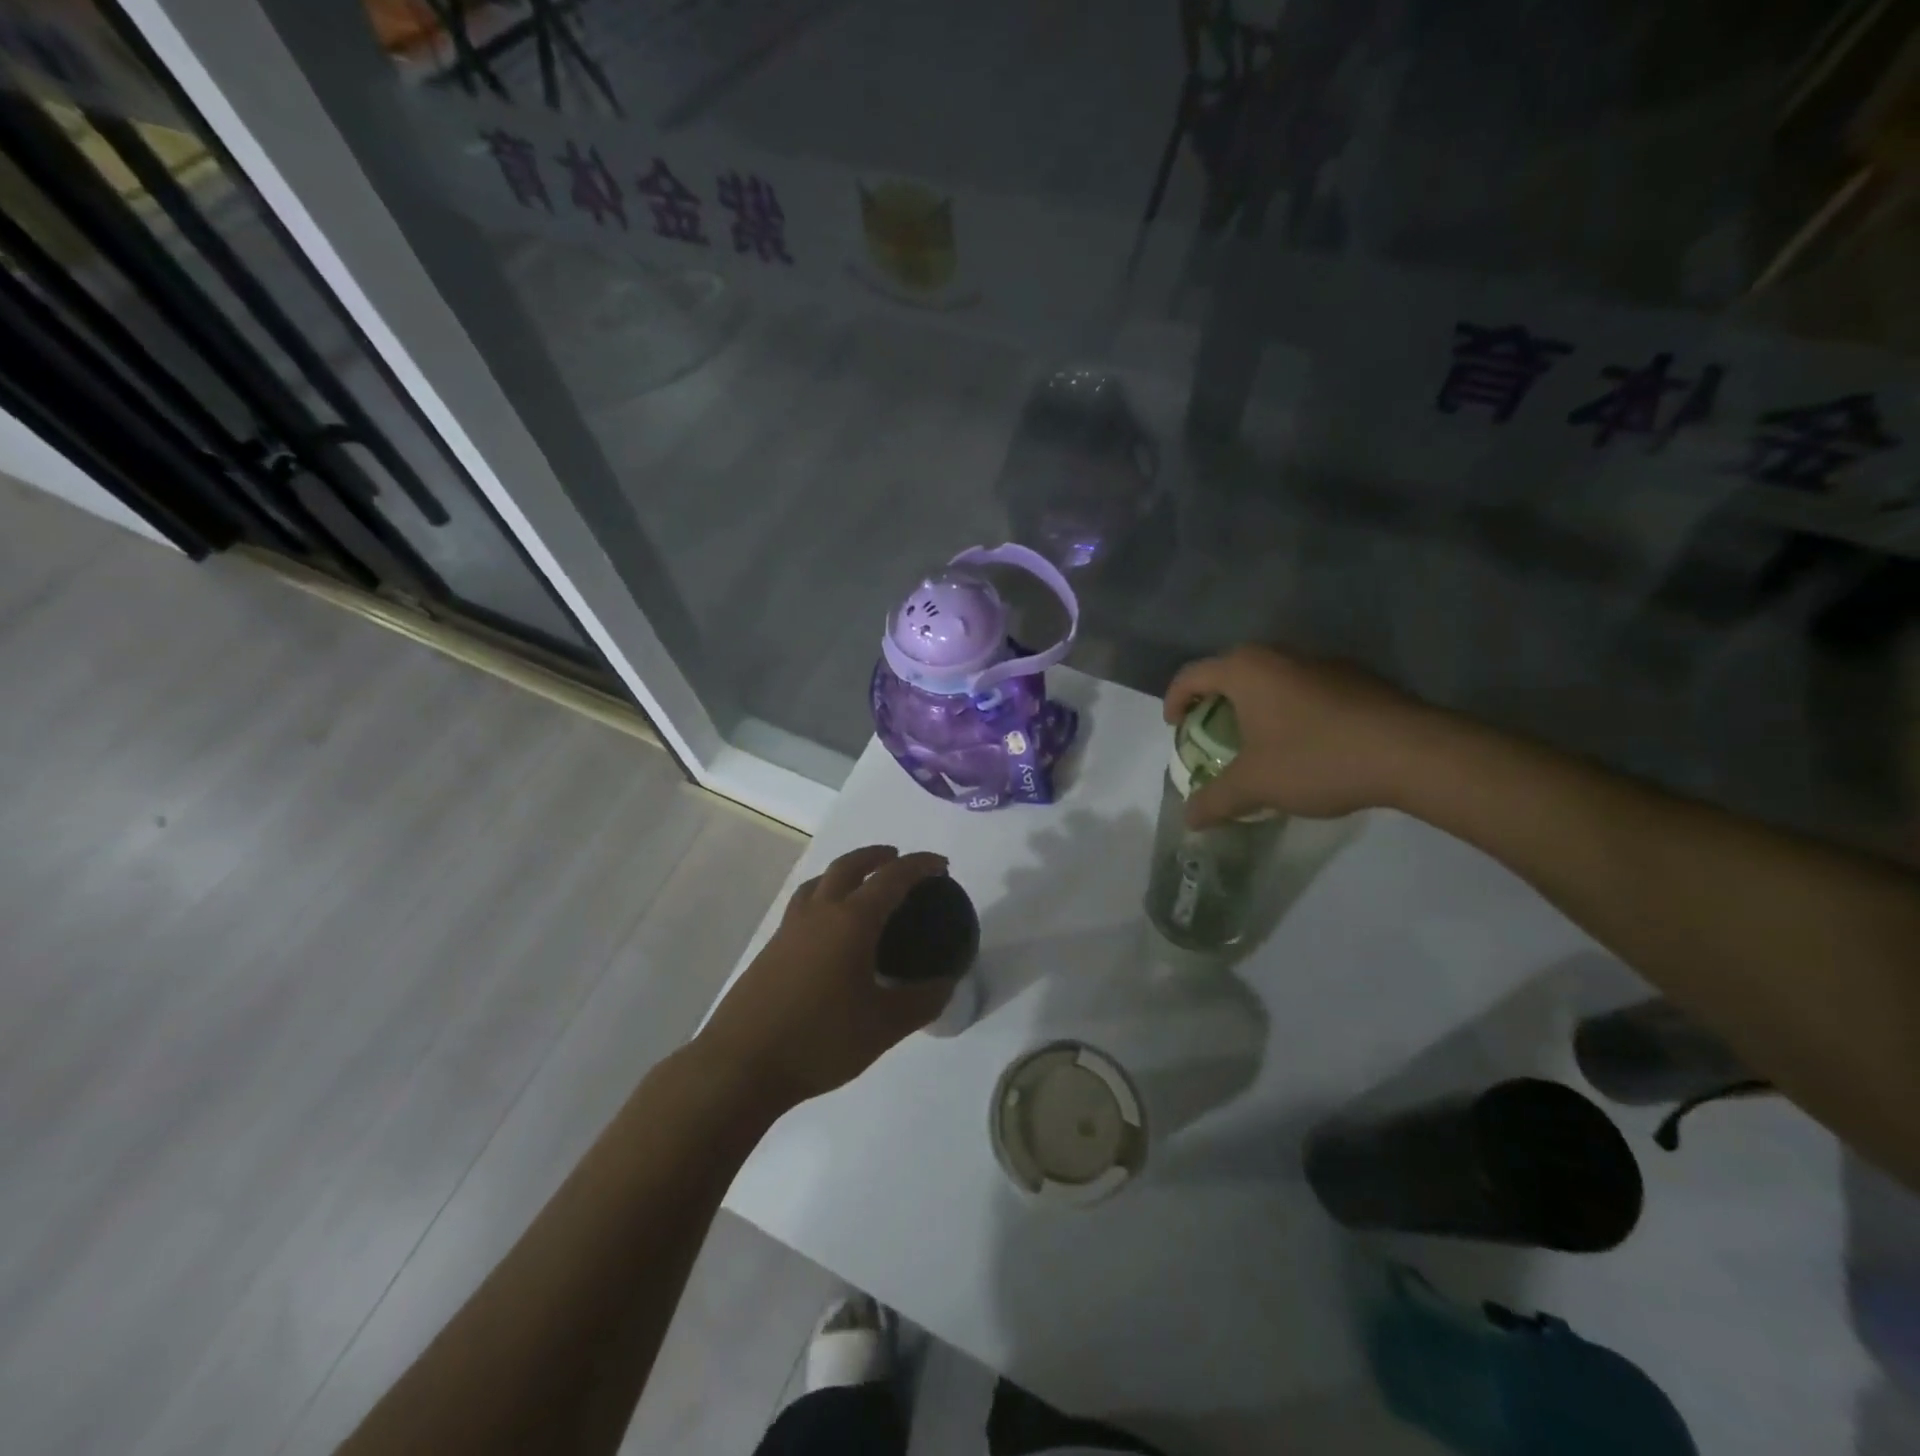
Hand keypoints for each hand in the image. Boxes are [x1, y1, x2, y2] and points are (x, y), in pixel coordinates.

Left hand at [698, 845, 954, 1111]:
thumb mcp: (884, 1027)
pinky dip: (825, 897)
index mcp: (851, 922)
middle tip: (898, 859)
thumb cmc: (819, 1040)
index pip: (891, 878)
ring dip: (846, 872)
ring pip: (820, 882)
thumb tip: (945, 984)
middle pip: (848, 866)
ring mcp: (789, 929)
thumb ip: (921, 1001)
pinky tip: (830, 930)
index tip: (941, 865)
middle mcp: (819, 913)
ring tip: (862, 885)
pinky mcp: (771, 949)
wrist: (741, 1064)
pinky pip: (804, 905)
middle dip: (876, 856)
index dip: (919, 866)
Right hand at [1163, 646, 1439, 826]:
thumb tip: (1188, 818)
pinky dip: (1289, 708)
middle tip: (1211, 736)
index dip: (1175, 701)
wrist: (1412, 753)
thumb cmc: (1316, 758)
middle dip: (1214, 703)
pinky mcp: (1355, 677)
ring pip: (1270, 678)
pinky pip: (1303, 687)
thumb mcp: (1255, 785)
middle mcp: (1280, 654)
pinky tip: (1304, 742)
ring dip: (1254, 705)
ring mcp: (1321, 661)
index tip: (1176, 729)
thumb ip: (1214, 800)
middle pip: (1230, 672)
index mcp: (1246, 669)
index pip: (1191, 675)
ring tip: (1256, 742)